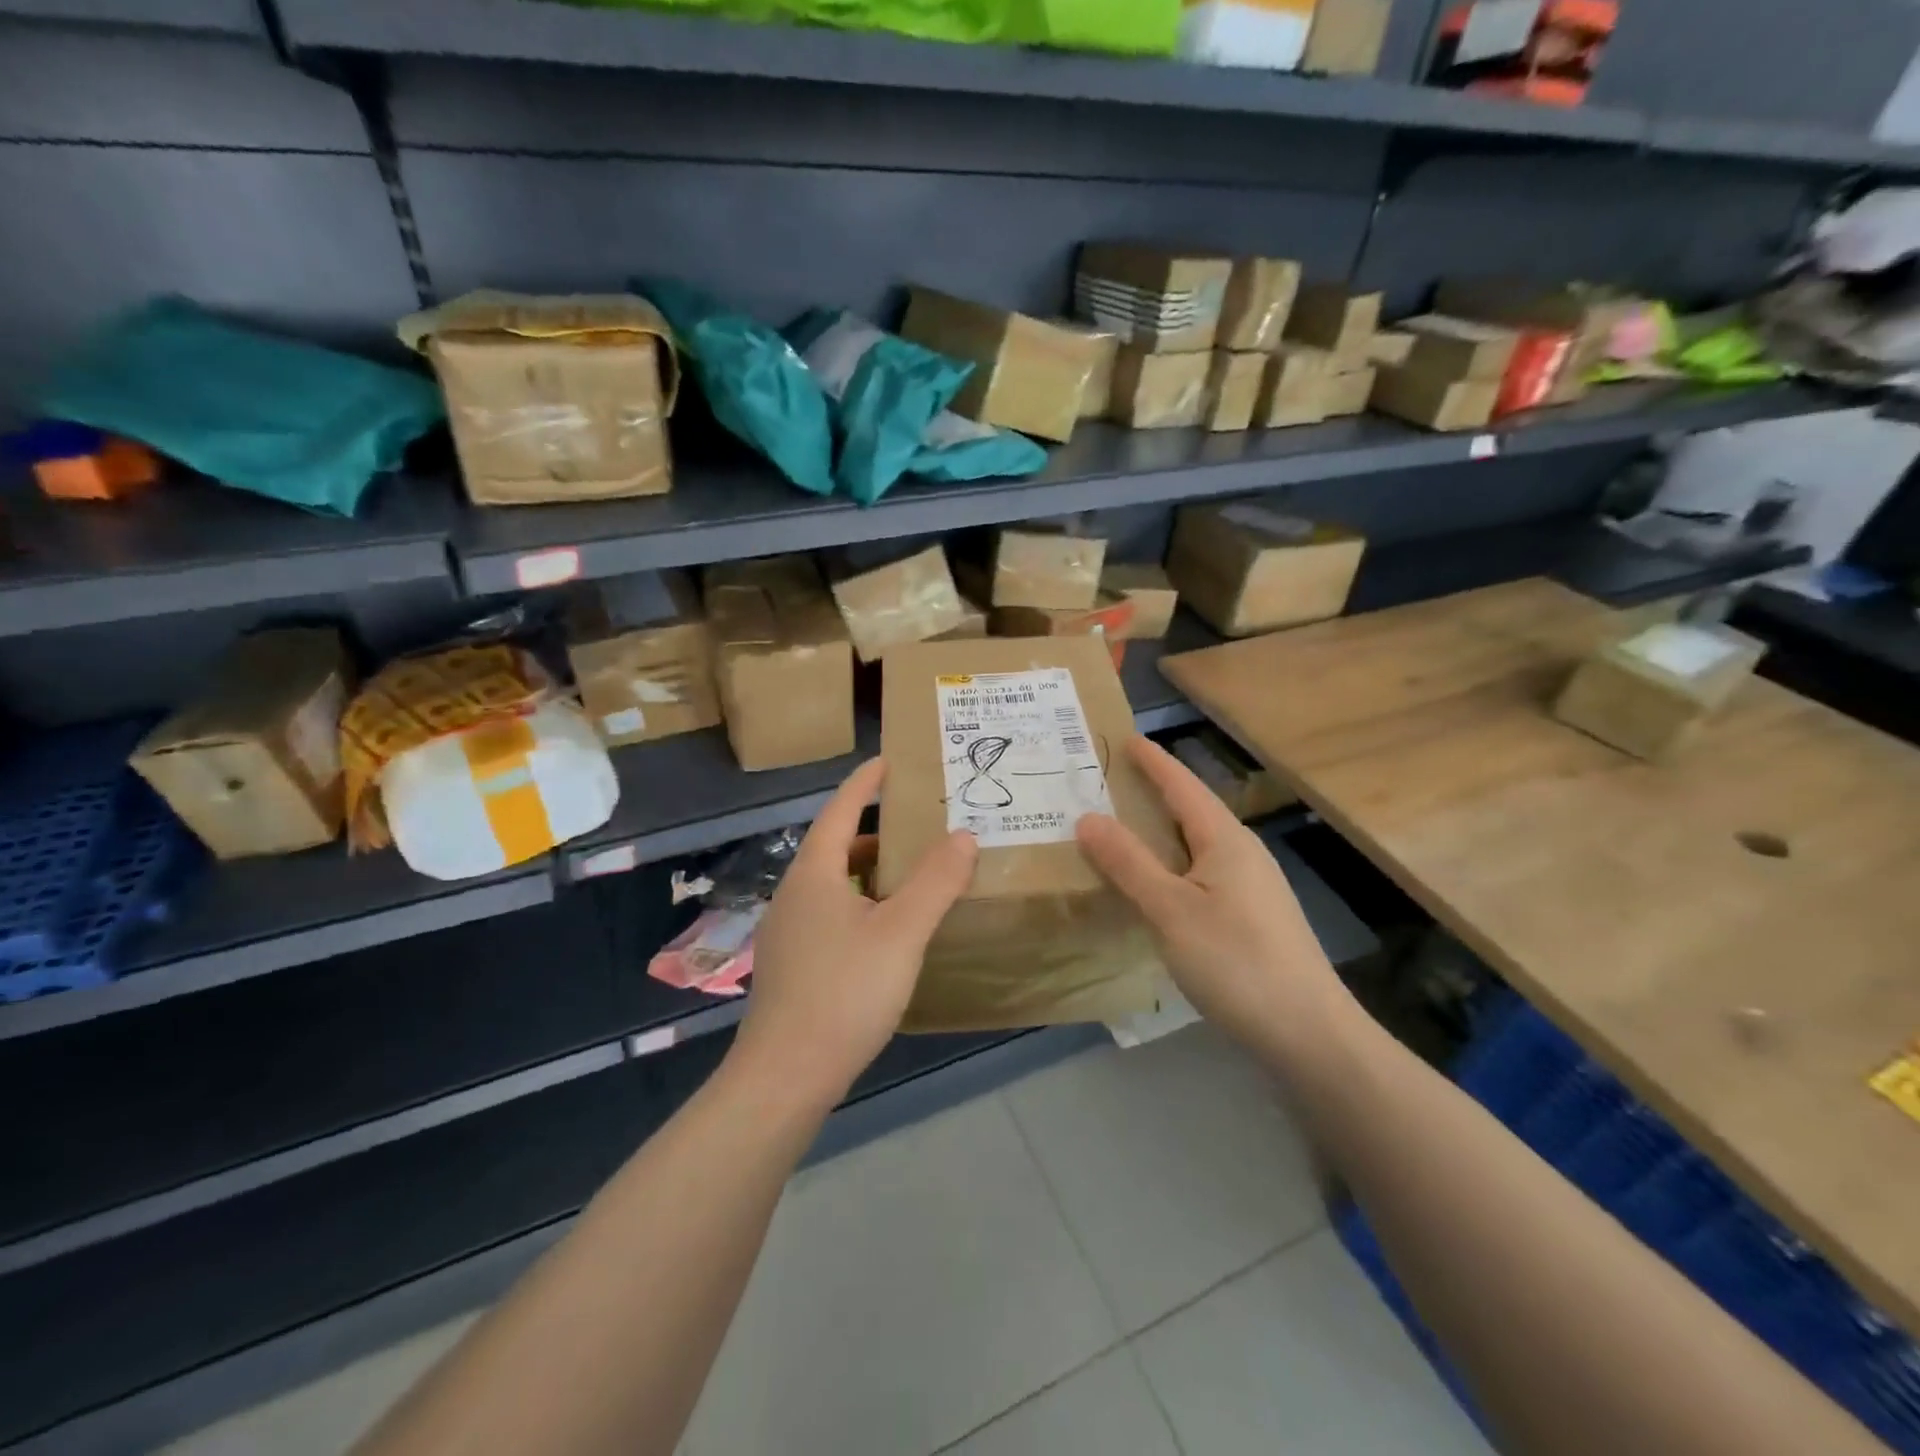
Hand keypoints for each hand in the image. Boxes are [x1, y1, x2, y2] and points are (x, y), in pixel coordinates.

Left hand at [730, 758, 977, 1108]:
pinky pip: (829, 915)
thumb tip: (963, 835)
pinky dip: (860, 905)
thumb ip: (935, 881)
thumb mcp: (901, 932)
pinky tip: (886, 933)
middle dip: (874, 831)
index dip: (864, 783)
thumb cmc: (844, 992)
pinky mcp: (791, 966)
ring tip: (910, 879)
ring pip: (832, 885)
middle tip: (917, 827)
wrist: (784, 1077)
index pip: (839, 810)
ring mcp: (787, 933)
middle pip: (834, 847)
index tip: (887, 761)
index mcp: (814, 874)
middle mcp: (793, 895)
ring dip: (868, 873)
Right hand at [1075, 737, 1356, 1060]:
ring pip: (1196, 846)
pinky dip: (1169, 866)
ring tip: (1120, 830)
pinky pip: (1200, 874)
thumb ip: (1128, 863)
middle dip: (1151, 794)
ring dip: (1159, 833)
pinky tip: (1153, 886)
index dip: (1153, 762)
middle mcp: (1241, 854)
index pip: (1182, 786)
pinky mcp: (1251, 918)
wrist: (1308, 1034)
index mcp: (1225, 840)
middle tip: (1107, 785)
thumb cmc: (1236, 962)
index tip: (1124, 739)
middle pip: (1191, 811)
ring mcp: (1250, 888)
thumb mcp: (1171, 910)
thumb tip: (1087, 818)